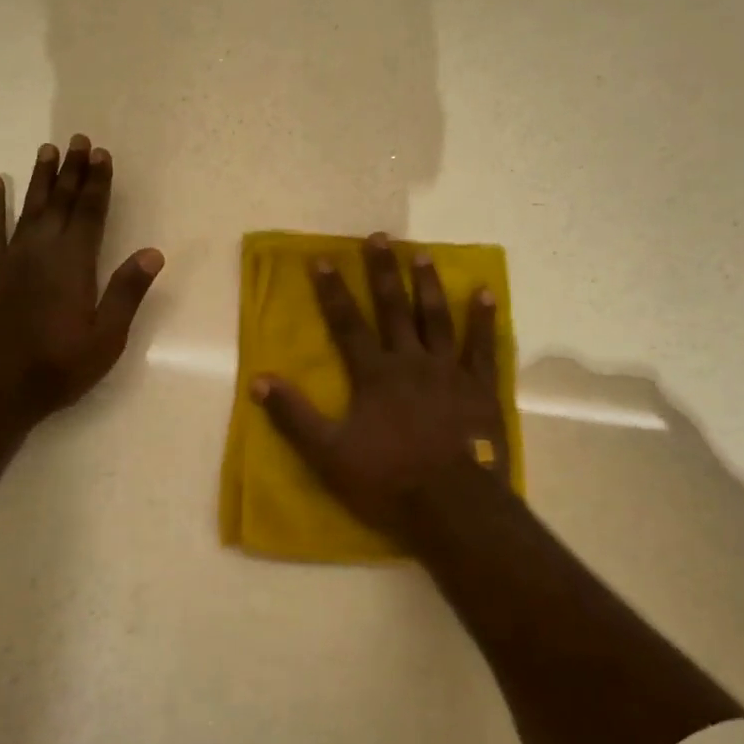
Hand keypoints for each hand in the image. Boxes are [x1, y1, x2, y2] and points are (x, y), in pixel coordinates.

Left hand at [0, 135, 162, 427]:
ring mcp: (9, 258)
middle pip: (60, 202)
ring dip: (39, 178)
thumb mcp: (105, 339)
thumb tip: (153, 252)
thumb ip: (127, 293)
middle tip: (78, 140)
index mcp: (74, 265)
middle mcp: (41, 251)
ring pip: (28, 207)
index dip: (97, 183)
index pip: (90, 213)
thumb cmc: (57, 368)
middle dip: (72, 171)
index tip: (102, 154)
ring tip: (47, 149)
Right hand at [253, 233, 508, 540]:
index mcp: (374, 375)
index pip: (347, 324)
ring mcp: (449, 372)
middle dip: (383, 272)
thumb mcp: (328, 453)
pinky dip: (483, 320)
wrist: (452, 506)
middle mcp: (410, 362)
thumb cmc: (386, 480)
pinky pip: (482, 347)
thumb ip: (294, 415)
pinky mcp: (480, 389)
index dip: (333, 292)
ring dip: (427, 285)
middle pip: (394, 309)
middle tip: (379, 237)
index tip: (323, 259)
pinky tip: (484, 293)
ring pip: (437, 318)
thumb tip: (258, 380)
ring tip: (422, 253)